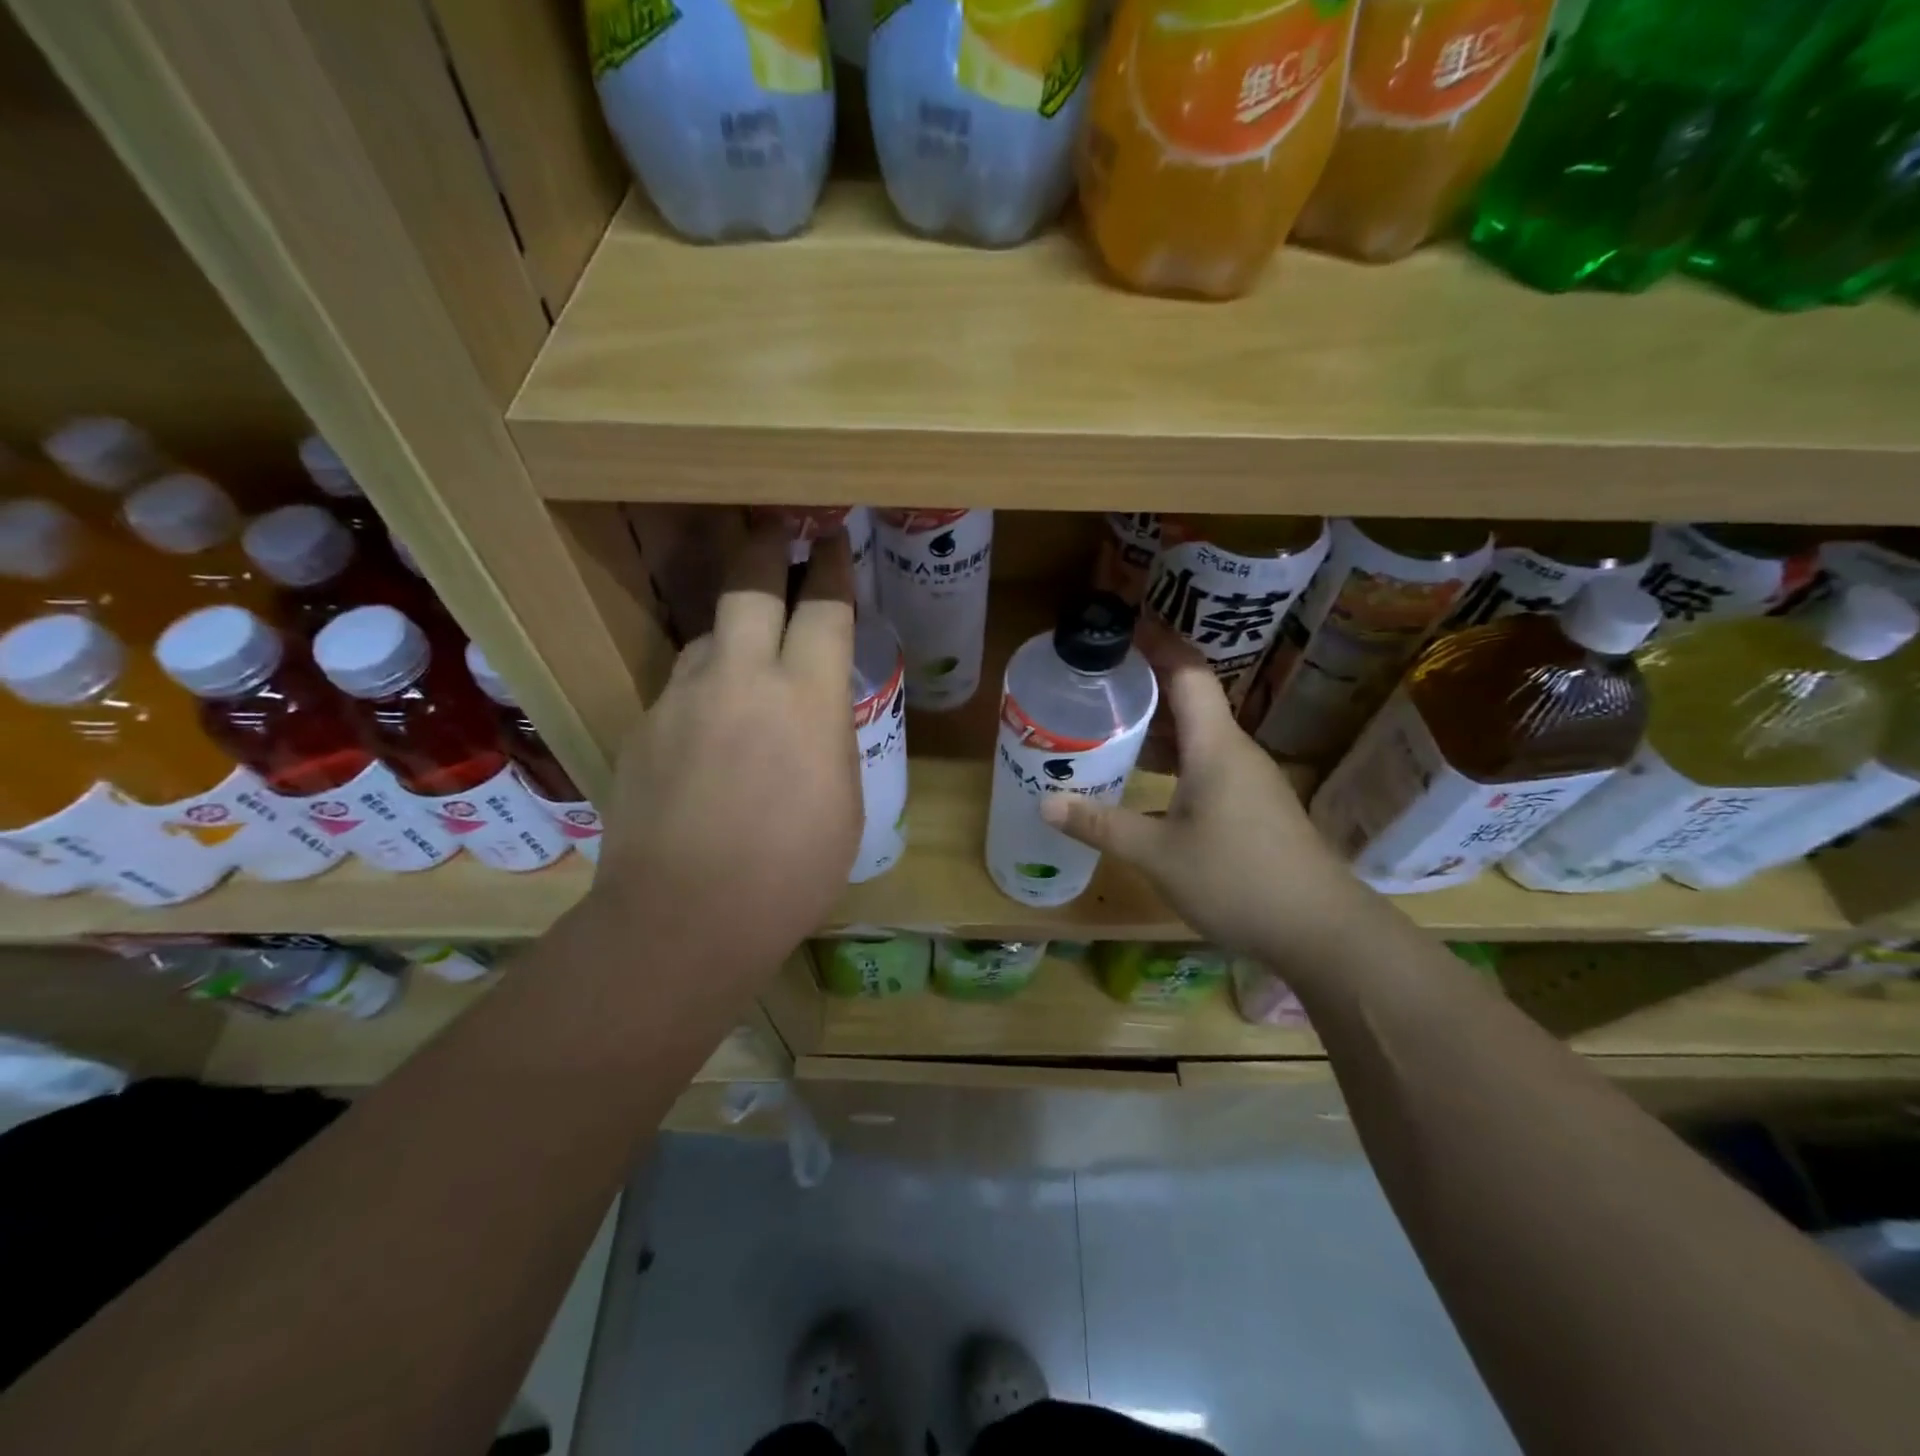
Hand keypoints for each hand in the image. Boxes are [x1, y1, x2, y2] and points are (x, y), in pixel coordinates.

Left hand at [593, 521, 859, 980]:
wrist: (683, 918)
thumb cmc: (791, 871)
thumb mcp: (844, 803)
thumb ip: (828, 739)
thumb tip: (812, 715)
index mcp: (804, 696)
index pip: (824, 605)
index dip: (832, 566)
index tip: (833, 540)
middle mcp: (739, 676)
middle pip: (747, 582)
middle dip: (765, 546)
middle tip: (773, 527)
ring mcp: (680, 697)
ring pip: (706, 639)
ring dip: (730, 637)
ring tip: (743, 666)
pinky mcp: (641, 726)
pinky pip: (679, 692)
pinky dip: (701, 698)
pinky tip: (706, 743)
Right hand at [1040, 630, 1371, 967]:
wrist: (1320, 930)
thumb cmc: (1237, 880)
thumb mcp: (1157, 854)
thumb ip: (1100, 825)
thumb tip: (1045, 803)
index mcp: (1215, 746)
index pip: (1188, 673)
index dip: (1157, 644)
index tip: (1120, 628)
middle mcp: (1234, 751)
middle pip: (1190, 700)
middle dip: (1144, 684)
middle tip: (1095, 680)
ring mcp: (1248, 779)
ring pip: (1197, 736)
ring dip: (1156, 726)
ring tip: (1108, 723)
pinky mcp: (1252, 805)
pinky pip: (1206, 763)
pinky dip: (1172, 759)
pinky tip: (1143, 778)